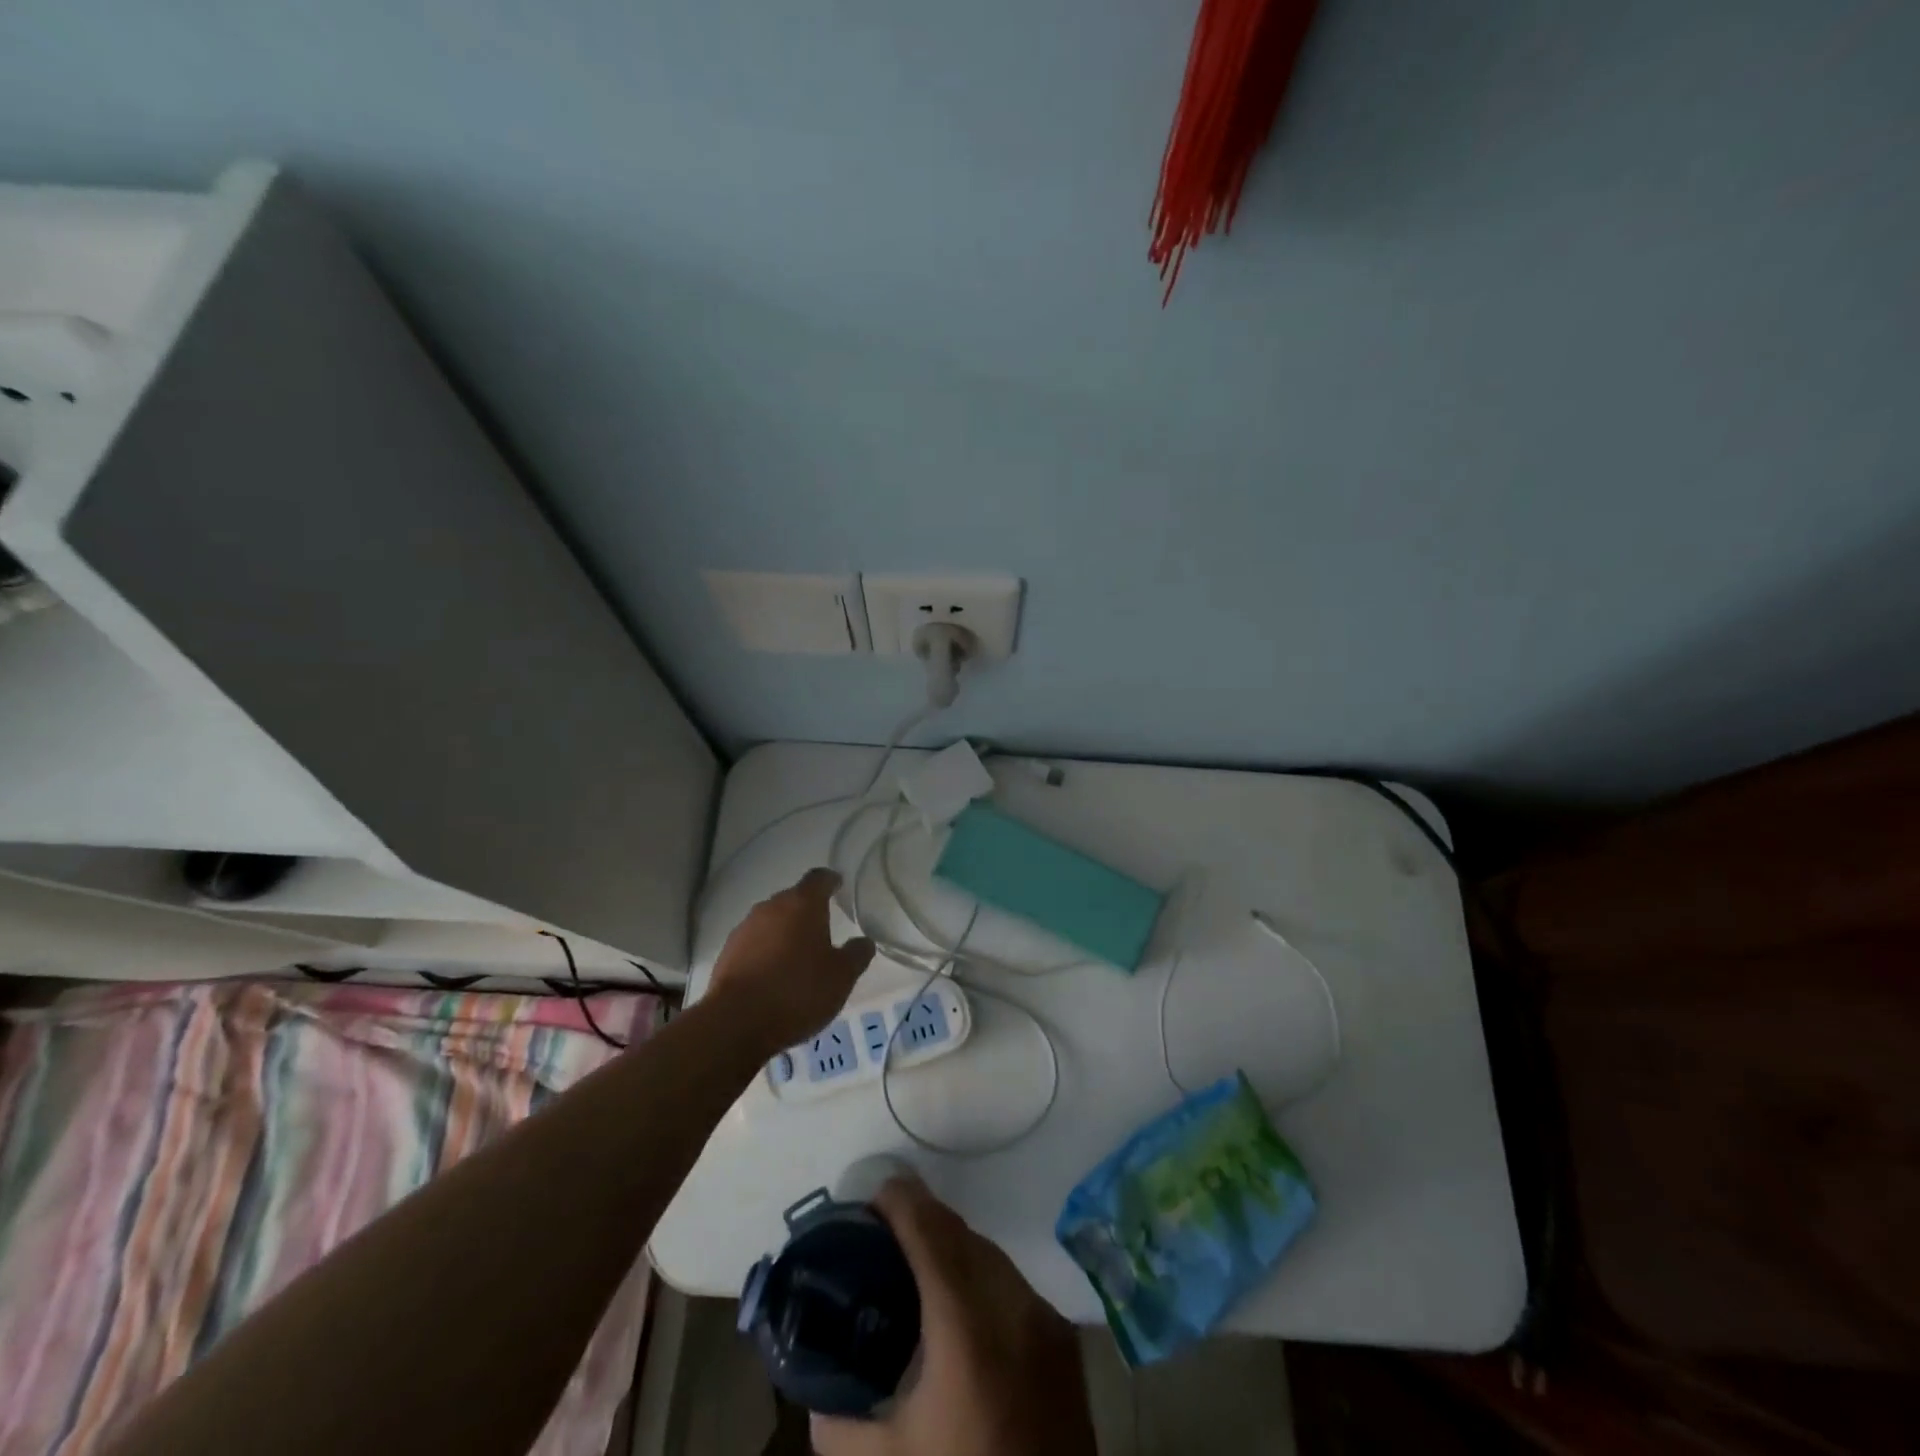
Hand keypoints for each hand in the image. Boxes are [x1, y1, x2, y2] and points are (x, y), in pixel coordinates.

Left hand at [706, 868, 874, 1050]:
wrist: (736, 1022)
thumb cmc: (798, 991)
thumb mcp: (841, 977)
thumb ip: (856, 954)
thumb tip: (864, 941)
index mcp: (802, 904)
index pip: (819, 878)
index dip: (830, 881)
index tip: (838, 886)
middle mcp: (771, 908)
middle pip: (793, 899)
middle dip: (807, 910)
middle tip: (823, 929)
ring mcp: (745, 929)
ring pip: (771, 922)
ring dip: (784, 933)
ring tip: (798, 957)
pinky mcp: (727, 954)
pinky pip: (754, 944)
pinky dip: (765, 952)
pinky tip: (773, 976)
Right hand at [813, 1178, 1096, 1455]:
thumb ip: (840, 1424)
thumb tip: (818, 1393)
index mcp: (967, 1326)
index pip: (931, 1232)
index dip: (901, 1201)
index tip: (872, 1195)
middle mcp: (1013, 1305)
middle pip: (962, 1234)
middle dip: (923, 1220)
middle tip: (884, 1234)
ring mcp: (1046, 1319)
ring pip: (993, 1254)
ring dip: (954, 1247)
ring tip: (918, 1266)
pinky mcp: (1065, 1340)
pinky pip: (1015, 1284)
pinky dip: (982, 1277)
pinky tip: (961, 1305)